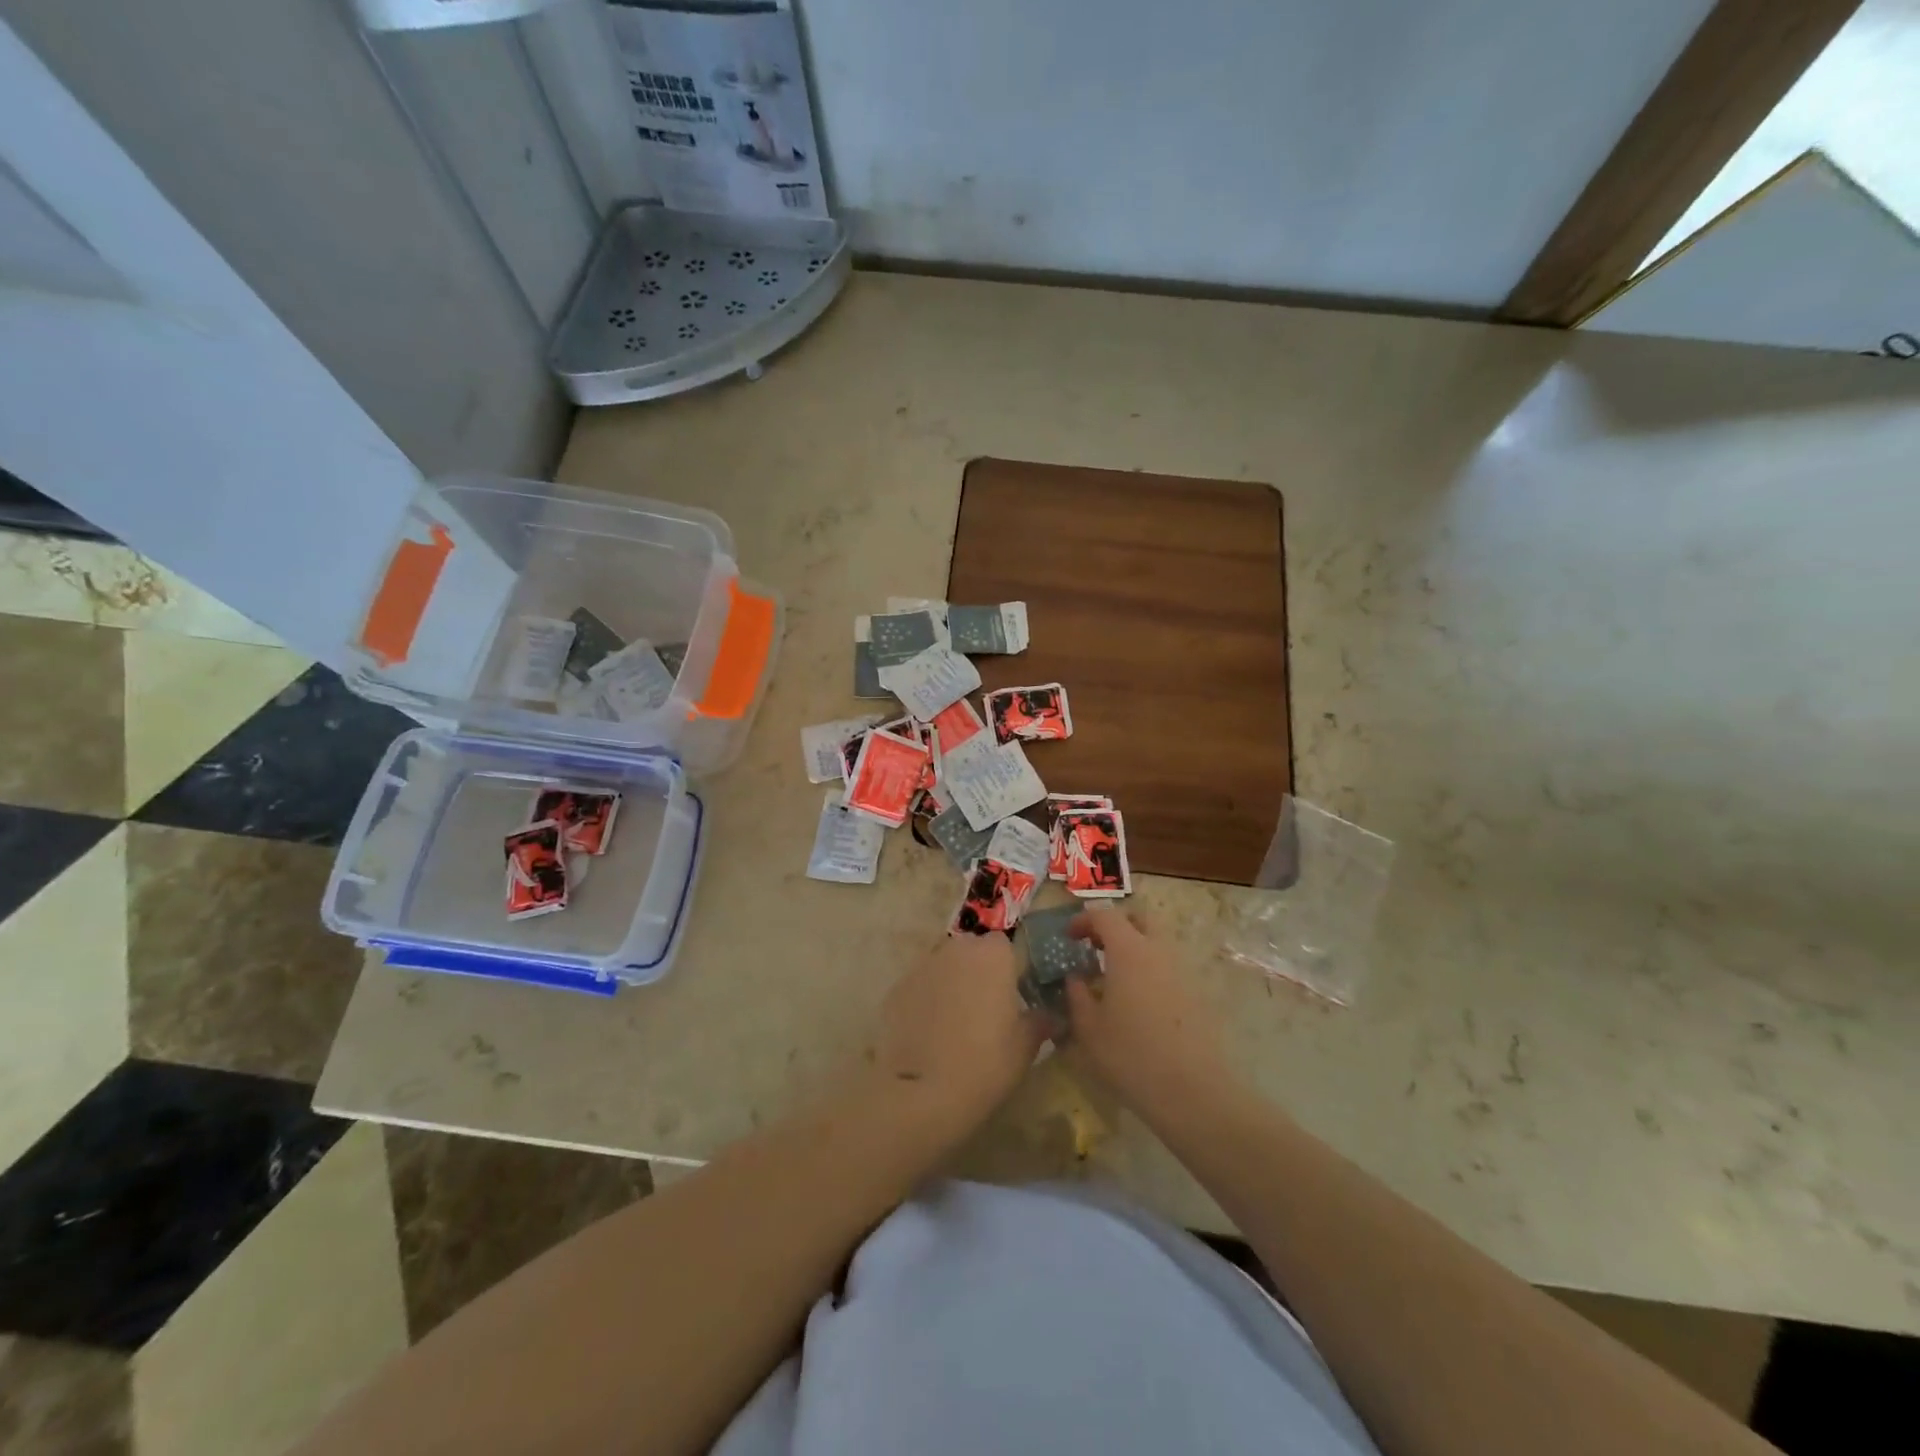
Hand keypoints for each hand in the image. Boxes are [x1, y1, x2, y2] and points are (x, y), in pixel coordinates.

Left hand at [873, 932, 1046, 1139]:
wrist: (921, 1092)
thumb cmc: (986, 1063)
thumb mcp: (1026, 1046)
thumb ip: (1040, 1021)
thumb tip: (1049, 1015)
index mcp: (994, 954)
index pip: (1011, 948)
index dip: (1015, 971)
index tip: (1018, 998)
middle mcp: (957, 948)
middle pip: (975, 951)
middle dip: (983, 972)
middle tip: (989, 1010)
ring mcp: (923, 965)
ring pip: (946, 966)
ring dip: (954, 984)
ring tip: (958, 1023)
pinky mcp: (897, 987)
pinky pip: (922, 986)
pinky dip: (928, 1000)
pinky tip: (931, 1033)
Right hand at [1065, 905, 1230, 1116]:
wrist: (1193, 1092)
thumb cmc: (1131, 1055)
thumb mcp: (1088, 1028)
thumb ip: (1077, 995)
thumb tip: (1075, 978)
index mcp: (1129, 950)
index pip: (1105, 916)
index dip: (1084, 920)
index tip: (1069, 937)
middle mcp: (1159, 951)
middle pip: (1140, 918)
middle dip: (1116, 925)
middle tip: (1096, 947)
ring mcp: (1183, 971)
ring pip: (1158, 942)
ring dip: (1135, 948)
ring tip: (1115, 978)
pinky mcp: (1198, 994)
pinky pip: (1170, 968)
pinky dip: (1151, 971)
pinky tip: (1139, 1002)